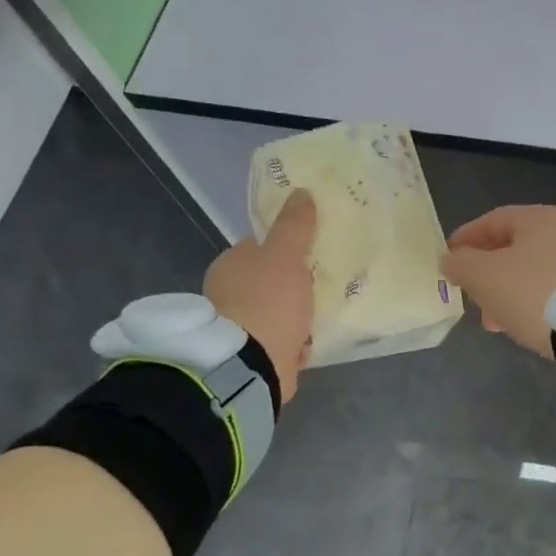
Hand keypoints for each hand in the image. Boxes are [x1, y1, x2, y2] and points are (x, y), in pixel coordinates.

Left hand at [202, 191, 316, 401]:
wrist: (253, 364)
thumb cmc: (268, 301)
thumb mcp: (286, 255)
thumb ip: (295, 225)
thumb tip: (301, 191)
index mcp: (231, 265)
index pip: (261, 246)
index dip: (288, 245)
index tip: (314, 249)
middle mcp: (229, 294)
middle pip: (271, 279)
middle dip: (295, 282)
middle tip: (326, 280)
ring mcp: (240, 327)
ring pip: (277, 311)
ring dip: (298, 314)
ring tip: (326, 310)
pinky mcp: (254, 355)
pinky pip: (281, 340)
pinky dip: (296, 340)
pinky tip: (314, 339)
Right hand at [440, 205, 555, 358]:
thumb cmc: (531, 291)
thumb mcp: (484, 276)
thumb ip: (460, 264)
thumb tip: (451, 260)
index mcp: (538, 218)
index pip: (493, 220)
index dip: (466, 239)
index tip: (447, 258)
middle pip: (512, 247)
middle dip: (484, 272)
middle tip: (467, 293)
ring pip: (528, 271)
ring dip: (503, 292)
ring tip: (490, 320)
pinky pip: (546, 289)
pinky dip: (526, 301)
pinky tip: (516, 324)